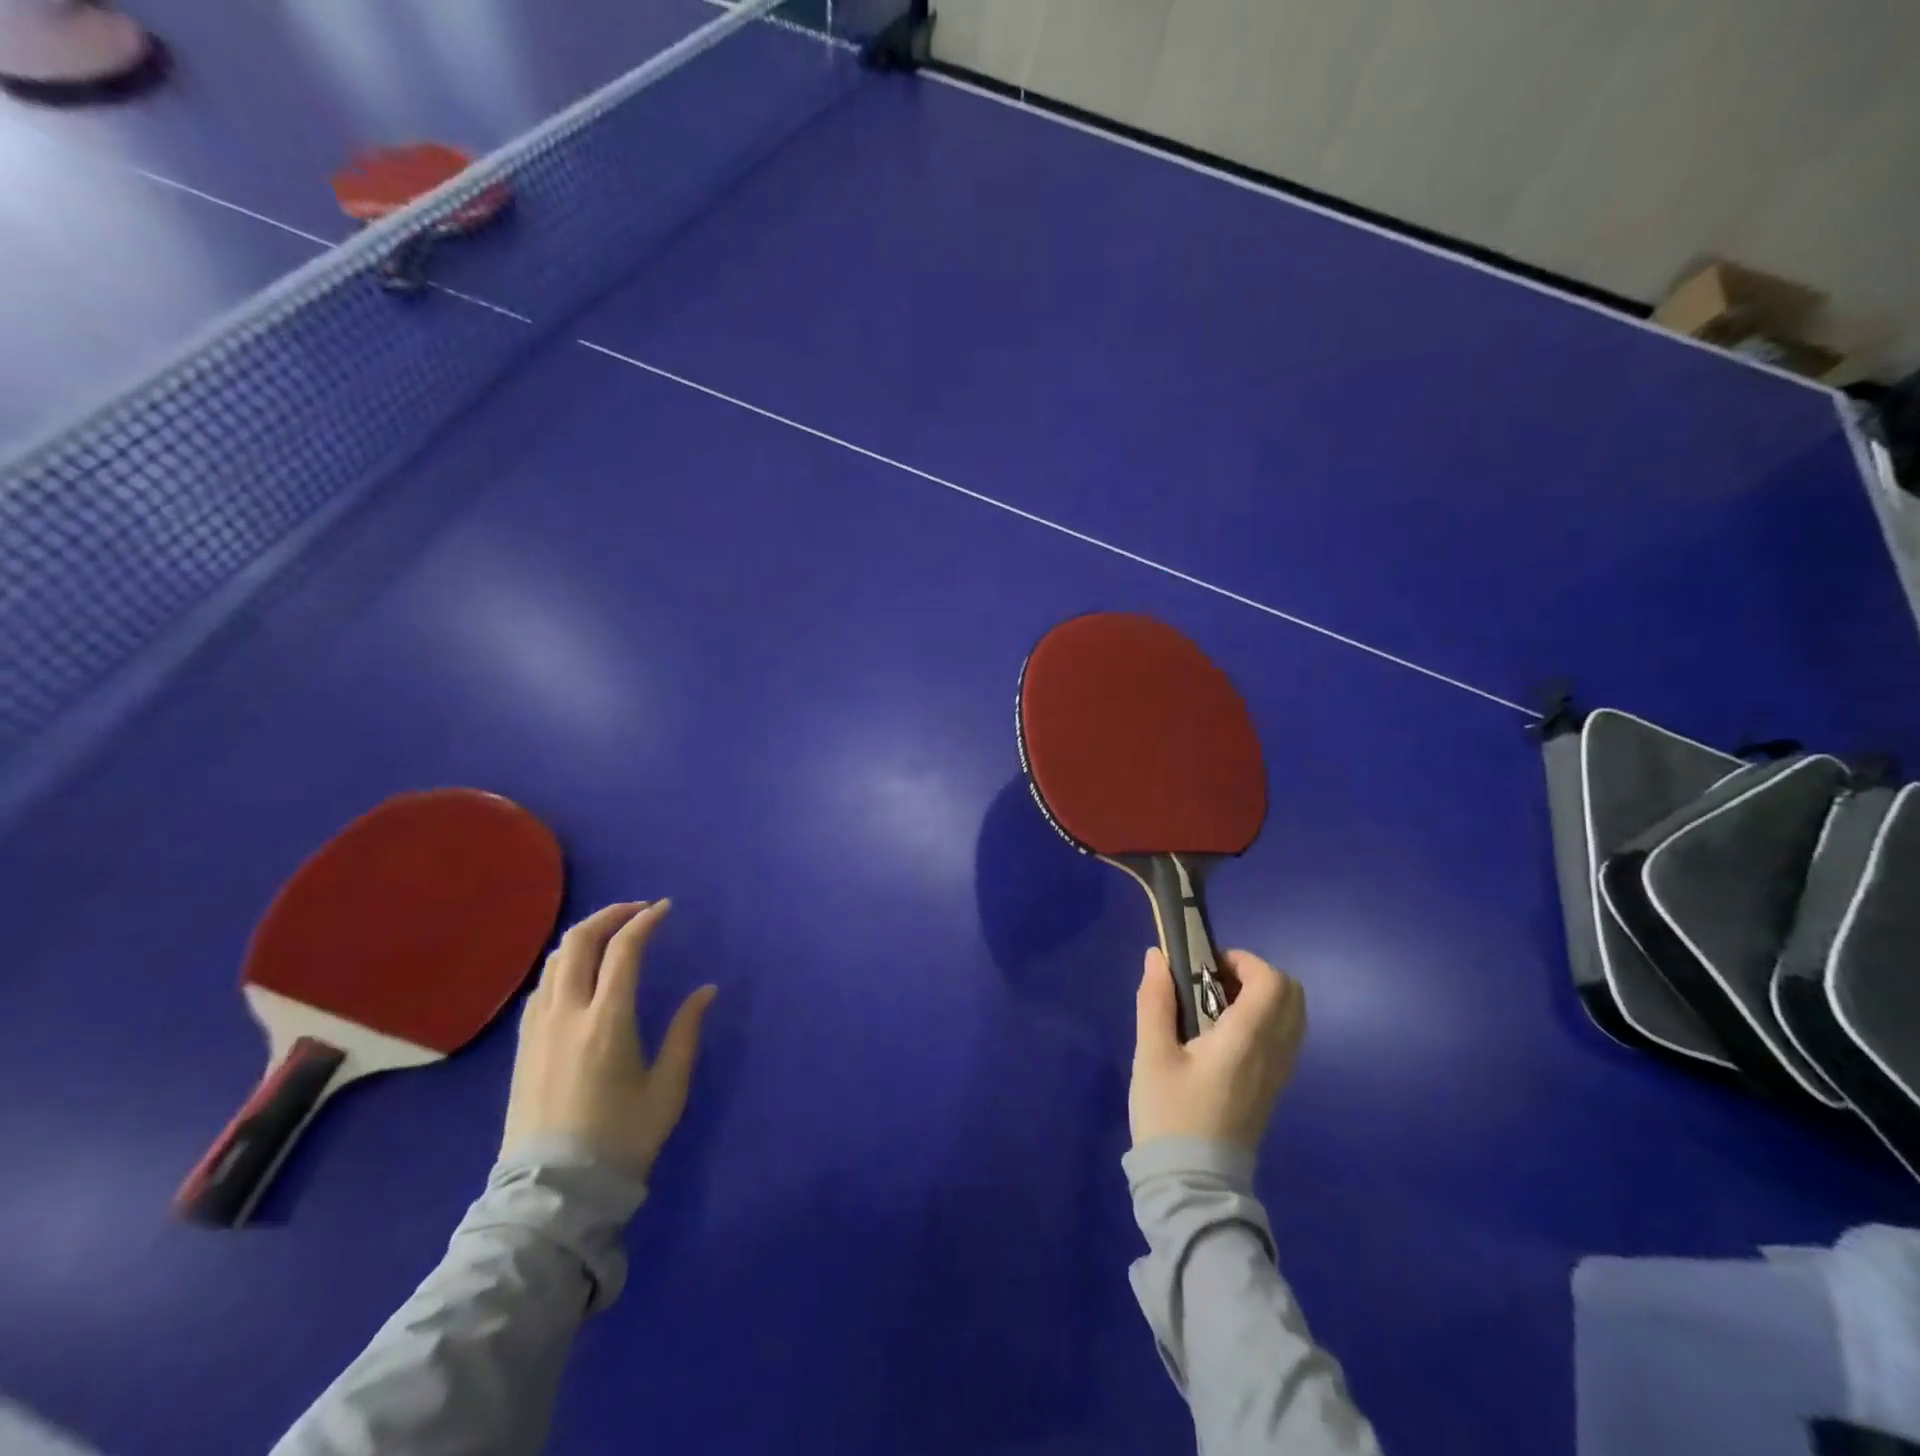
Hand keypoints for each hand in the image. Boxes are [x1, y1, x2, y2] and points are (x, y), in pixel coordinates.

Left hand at [502, 900, 717, 1179]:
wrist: (555, 1193)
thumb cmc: (621, 1139)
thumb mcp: (668, 1088)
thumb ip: (687, 1032)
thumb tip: (706, 991)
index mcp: (607, 1021)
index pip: (623, 950)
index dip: (645, 921)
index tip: (665, 909)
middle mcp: (567, 1013)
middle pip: (579, 942)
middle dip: (610, 915)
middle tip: (637, 911)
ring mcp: (538, 1028)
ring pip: (555, 960)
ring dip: (585, 936)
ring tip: (612, 935)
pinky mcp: (524, 1044)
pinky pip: (542, 985)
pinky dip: (566, 963)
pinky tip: (582, 973)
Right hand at [1129, 946, 1305, 1150]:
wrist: (1193, 1185)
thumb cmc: (1171, 1115)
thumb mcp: (1152, 1055)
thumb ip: (1155, 1001)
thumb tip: (1157, 957)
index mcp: (1247, 1039)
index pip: (1272, 981)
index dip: (1243, 961)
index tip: (1206, 967)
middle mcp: (1274, 1052)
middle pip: (1291, 993)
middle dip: (1255, 975)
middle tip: (1212, 983)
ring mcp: (1279, 1073)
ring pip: (1292, 1016)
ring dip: (1261, 998)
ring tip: (1216, 1008)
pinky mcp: (1273, 1088)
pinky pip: (1285, 1038)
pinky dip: (1264, 1021)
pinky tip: (1224, 1036)